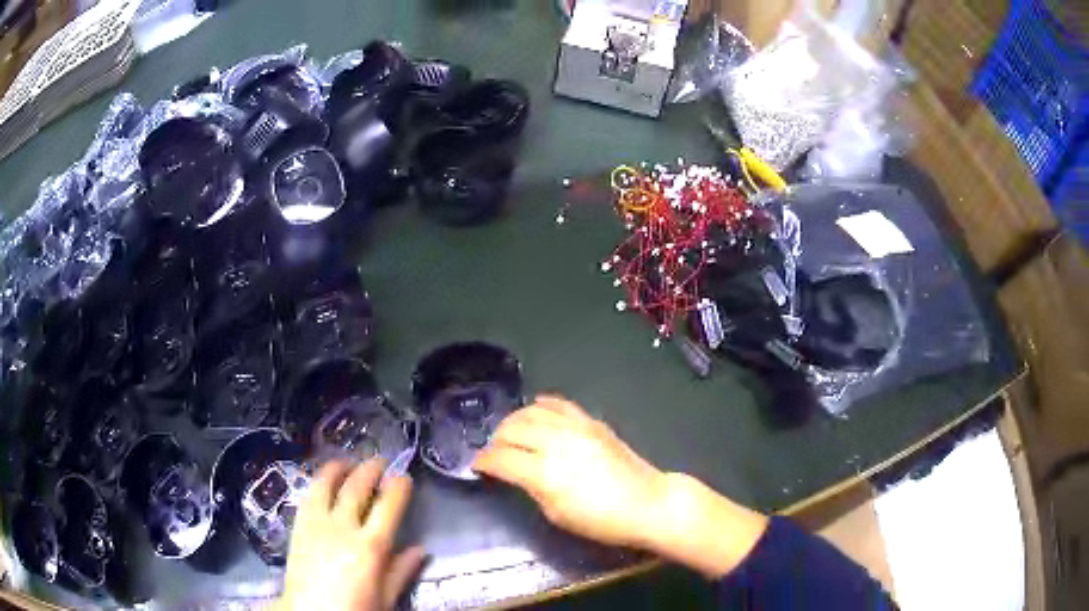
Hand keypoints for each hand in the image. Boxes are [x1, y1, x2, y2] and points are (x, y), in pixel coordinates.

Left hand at [278, 459, 425, 610]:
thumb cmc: (354, 609)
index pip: (388, 506)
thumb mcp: (385, 598)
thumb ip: (401, 572)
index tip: (404, 477)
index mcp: (370, 547)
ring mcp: (316, 524)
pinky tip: (322, 482)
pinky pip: (308, 496)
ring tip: (348, 462)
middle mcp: (343, 528)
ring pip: (327, 484)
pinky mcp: (298, 526)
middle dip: (371, 469)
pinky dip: (318, 483)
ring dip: (339, 468)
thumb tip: (420, 549)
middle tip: (380, 461)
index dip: (398, 487)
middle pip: (357, 487)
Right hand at [473, 396, 768, 578]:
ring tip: (510, 432)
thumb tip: (517, 473)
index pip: (500, 459)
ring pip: (531, 412)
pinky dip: (541, 405)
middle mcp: (554, 442)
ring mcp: (574, 427)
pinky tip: (535, 410)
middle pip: (511, 430)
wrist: (647, 502)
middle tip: (494, 452)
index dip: (483, 462)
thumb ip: (532, 488)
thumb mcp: (557, 515)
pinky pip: (559, 404)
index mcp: (543, 473)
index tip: (477, 466)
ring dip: (514, 420)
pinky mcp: (591, 421)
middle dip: (496, 441)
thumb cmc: (601, 520)